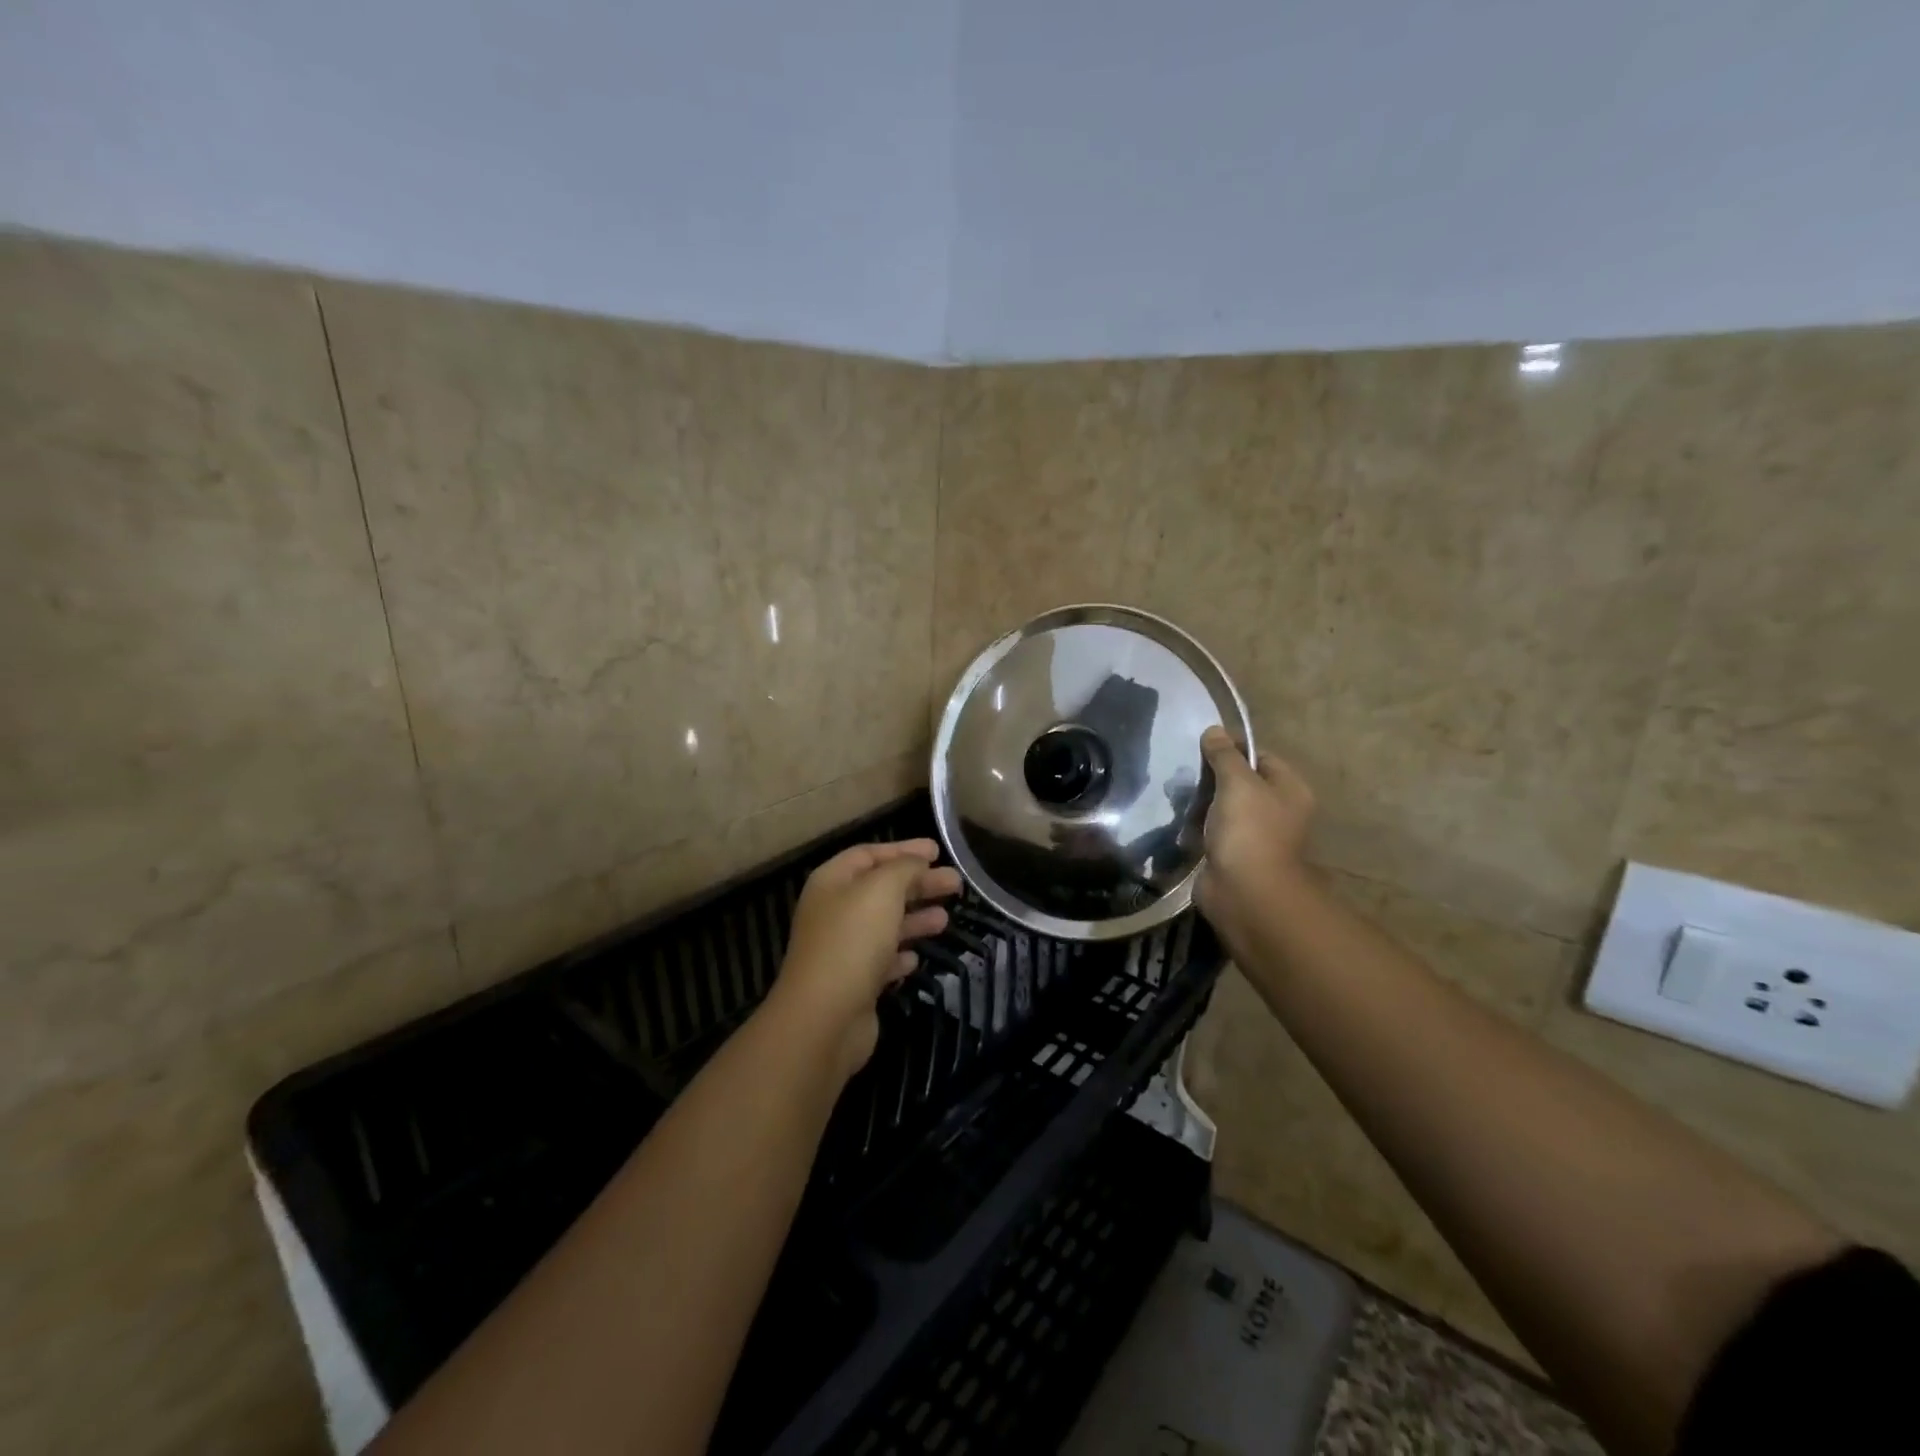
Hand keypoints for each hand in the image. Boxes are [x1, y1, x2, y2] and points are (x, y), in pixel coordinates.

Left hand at [768, 839, 962, 1079]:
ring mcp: (841, 949)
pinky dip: (900, 954)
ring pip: (884, 925)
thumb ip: (904, 868)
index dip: (904, 849)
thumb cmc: (853, 941)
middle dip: (918, 884)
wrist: (825, 1017)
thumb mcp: (882, 890)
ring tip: (946, 919)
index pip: (869, 854)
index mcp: (832, 882)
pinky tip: (917, 957)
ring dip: (915, 918)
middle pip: (881, 889)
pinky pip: (880, 960)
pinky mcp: (853, 983)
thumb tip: (919, 863)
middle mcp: (833, 912)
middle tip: (955, 884)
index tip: (938, 851)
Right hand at [1195, 727, 1316, 956]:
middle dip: (1212, 776)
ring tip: (1176, 794)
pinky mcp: (1231, 855)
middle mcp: (1277, 811)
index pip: (1261, 756)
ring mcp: (1254, 835)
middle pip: (1241, 782)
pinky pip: (1212, 831)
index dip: (1233, 748)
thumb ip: (1224, 756)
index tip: (1202, 746)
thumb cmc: (1249, 831)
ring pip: (1223, 807)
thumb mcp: (1237, 783)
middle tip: (1185, 771)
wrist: (1245, 893)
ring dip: (1202, 802)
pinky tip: (1178, 820)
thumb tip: (1214, 730)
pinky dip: (1197, 826)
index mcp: (1289, 789)